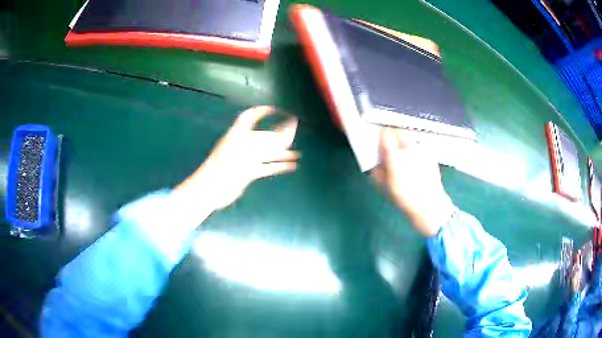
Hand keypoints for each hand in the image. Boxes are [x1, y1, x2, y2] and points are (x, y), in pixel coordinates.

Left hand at [176, 106, 298, 210]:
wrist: (213, 188)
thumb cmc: (228, 164)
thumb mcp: (250, 150)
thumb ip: (271, 141)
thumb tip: (289, 133)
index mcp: (239, 133)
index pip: (250, 117)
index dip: (261, 111)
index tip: (275, 109)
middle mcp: (243, 144)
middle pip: (263, 136)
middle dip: (279, 135)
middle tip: (294, 133)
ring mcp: (245, 159)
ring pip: (267, 153)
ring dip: (281, 153)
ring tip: (297, 153)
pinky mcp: (248, 173)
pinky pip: (266, 167)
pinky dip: (278, 166)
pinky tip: (290, 166)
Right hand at [371, 127, 453, 236]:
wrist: (428, 204)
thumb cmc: (403, 198)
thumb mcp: (384, 186)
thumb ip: (377, 169)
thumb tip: (377, 159)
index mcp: (394, 156)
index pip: (385, 134)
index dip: (381, 133)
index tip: (378, 135)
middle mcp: (408, 148)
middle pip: (398, 130)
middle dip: (392, 133)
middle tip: (390, 140)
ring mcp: (421, 149)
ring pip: (409, 135)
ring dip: (403, 137)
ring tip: (402, 147)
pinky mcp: (430, 152)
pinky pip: (418, 143)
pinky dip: (414, 145)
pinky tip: (414, 157)